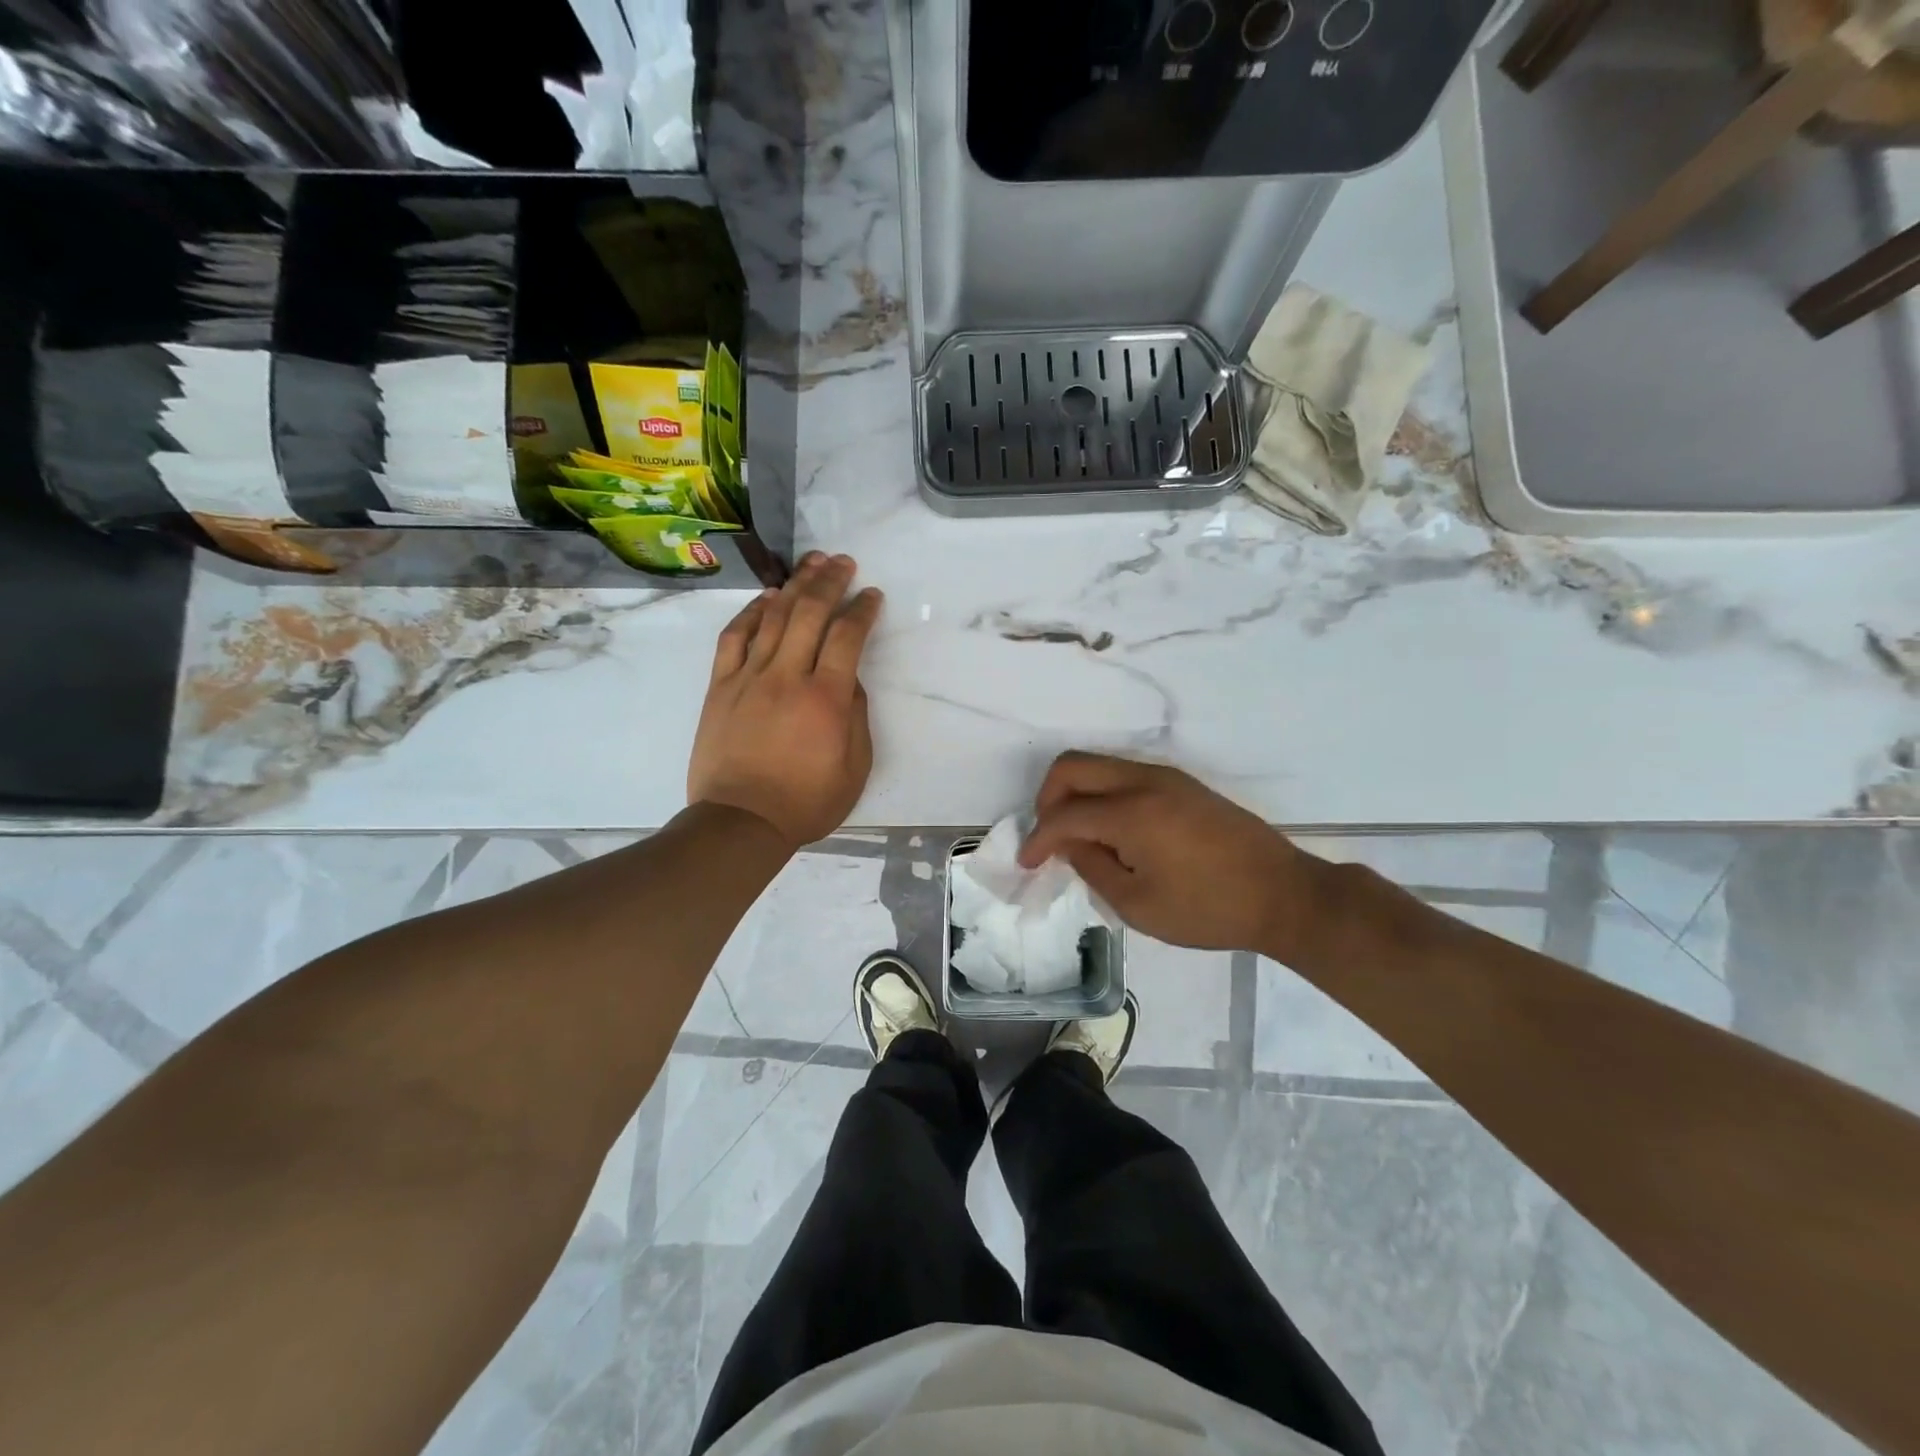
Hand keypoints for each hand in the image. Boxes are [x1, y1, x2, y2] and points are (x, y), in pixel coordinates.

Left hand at [688, 553, 882, 848]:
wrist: (740, 822)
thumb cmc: (806, 802)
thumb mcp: (855, 767)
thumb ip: (856, 716)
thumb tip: (848, 679)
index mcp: (826, 699)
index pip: (848, 636)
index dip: (862, 609)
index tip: (872, 595)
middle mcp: (787, 676)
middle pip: (810, 613)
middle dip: (830, 580)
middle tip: (844, 562)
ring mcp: (749, 678)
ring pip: (773, 617)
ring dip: (795, 584)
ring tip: (811, 563)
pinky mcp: (721, 686)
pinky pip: (735, 637)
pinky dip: (752, 612)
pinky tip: (767, 598)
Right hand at [1018, 752, 1323, 955]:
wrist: (1284, 895)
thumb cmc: (1208, 909)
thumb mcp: (1139, 904)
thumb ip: (1092, 866)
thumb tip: (1068, 844)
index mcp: (1131, 813)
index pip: (1064, 814)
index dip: (1038, 839)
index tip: (1028, 864)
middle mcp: (1144, 781)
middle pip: (1073, 766)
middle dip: (1048, 798)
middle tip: (1049, 837)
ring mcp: (1166, 777)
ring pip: (1099, 766)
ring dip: (1077, 795)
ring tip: (1079, 839)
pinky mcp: (1182, 784)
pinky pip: (1124, 775)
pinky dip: (1103, 796)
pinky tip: (1112, 833)